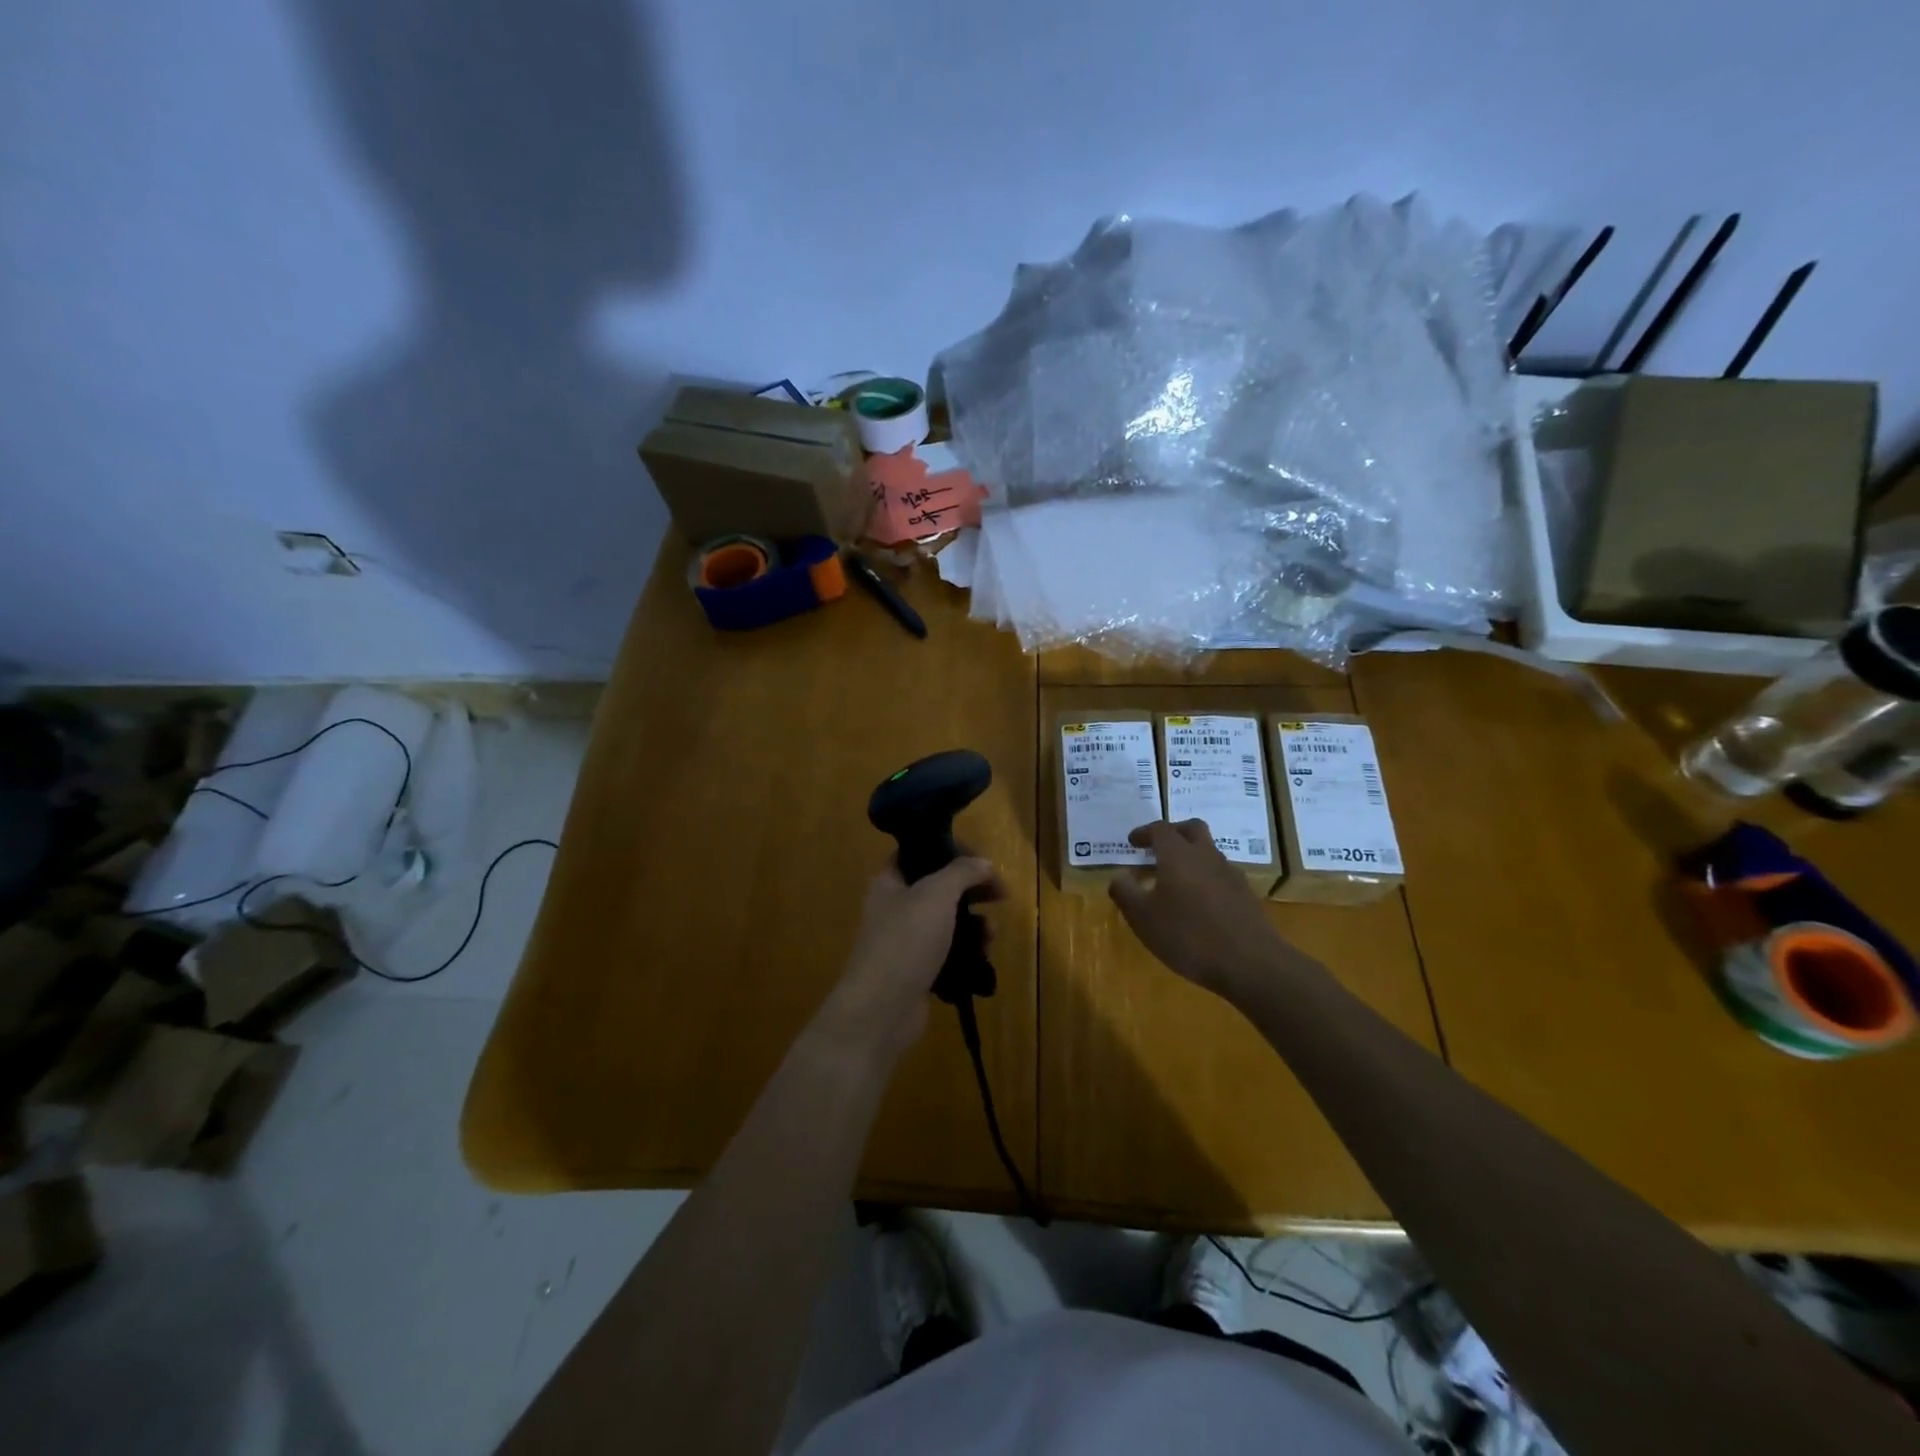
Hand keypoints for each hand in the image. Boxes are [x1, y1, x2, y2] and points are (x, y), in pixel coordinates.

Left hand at [822, 857, 1004, 1055]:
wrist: (881, 1010)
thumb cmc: (905, 941)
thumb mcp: (936, 894)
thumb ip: (962, 872)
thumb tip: (984, 863)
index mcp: (890, 881)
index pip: (921, 853)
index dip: (953, 851)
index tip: (983, 862)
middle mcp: (895, 908)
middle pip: (940, 889)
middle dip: (972, 892)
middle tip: (1000, 897)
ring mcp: (906, 942)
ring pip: (948, 923)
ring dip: (975, 926)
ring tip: (990, 937)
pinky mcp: (918, 971)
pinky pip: (949, 954)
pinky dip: (967, 954)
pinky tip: (982, 960)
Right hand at [1109, 820, 1287, 997]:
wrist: (1250, 963)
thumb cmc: (1188, 936)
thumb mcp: (1143, 917)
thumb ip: (1125, 891)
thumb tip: (1120, 875)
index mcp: (1178, 855)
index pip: (1159, 830)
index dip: (1143, 832)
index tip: (1132, 842)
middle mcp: (1206, 856)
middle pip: (1191, 830)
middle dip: (1173, 833)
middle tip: (1157, 848)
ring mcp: (1230, 874)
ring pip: (1208, 852)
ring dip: (1190, 857)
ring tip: (1174, 881)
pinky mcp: (1245, 895)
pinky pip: (1220, 874)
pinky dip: (1205, 878)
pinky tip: (1197, 903)